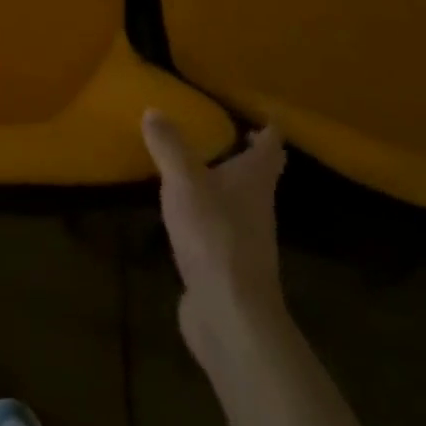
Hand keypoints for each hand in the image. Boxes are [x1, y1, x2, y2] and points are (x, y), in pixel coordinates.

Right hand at [142, 110, 288, 368]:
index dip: (267, 127)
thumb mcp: (184, 181)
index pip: (270, 146)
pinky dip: (206, 214)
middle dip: (245, 154)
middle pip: (258, 174)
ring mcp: (244, 238)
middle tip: (222, 132)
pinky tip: (182, 213)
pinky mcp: (226, 265)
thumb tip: (154, 110)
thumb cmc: (214, 237)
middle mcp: (256, 206)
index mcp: (254, 180)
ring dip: (222, 183)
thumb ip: (169, 146)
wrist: (230, 316)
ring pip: (237, 201)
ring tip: (193, 166)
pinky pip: (218, 228)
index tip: (259, 111)